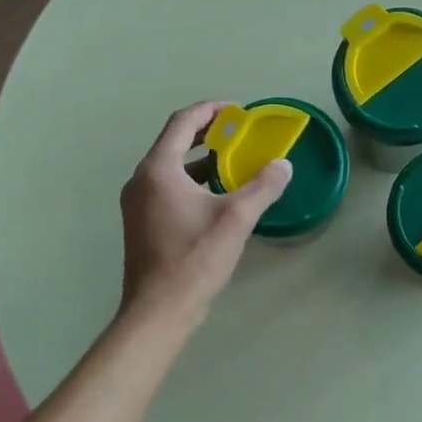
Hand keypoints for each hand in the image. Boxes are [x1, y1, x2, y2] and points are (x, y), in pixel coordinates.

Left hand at [119, 102, 291, 325]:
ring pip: (170, 168)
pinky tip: (216, 197)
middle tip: (238, 133)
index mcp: (158, 169)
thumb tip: (283, 165)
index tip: (236, 111)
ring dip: (200, 160)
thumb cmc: (194, 258)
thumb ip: (262, 187)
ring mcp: (137, 203)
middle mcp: (141, 180)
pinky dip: (191, 182)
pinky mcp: (141, 223)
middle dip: (207, 134)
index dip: (210, 110)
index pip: (182, 123)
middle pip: (174, 142)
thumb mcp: (236, 219)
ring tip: (232, 163)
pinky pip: (167, 188)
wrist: (159, 310)